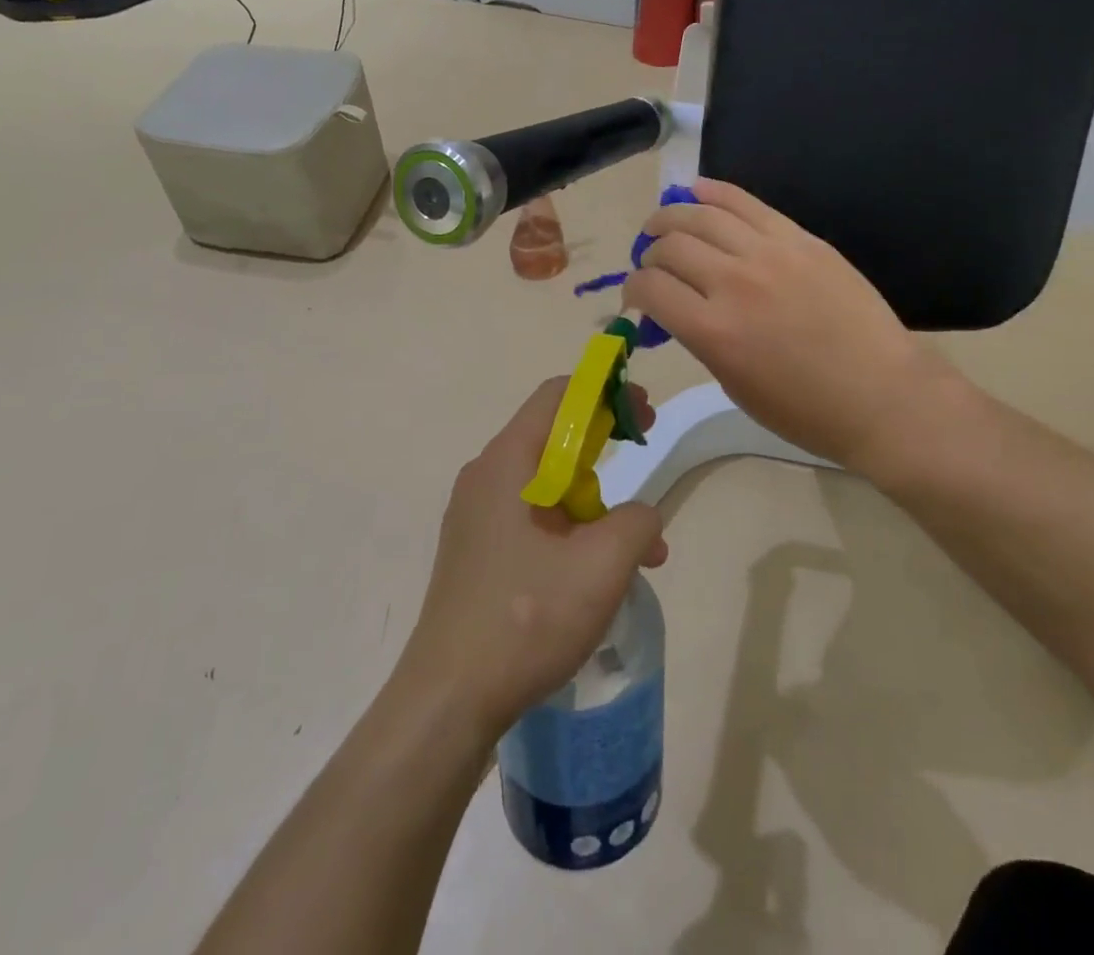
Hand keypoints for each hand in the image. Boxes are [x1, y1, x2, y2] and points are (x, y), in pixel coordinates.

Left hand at [396, 379, 668, 741]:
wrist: (448, 700)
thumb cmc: (525, 618)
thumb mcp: (602, 565)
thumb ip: (638, 522)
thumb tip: (643, 517)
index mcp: (508, 461)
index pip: (559, 395)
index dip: (607, 393)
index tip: (644, 416)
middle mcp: (486, 476)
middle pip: (554, 435)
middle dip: (607, 446)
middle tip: (644, 462)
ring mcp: (477, 515)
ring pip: (548, 482)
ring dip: (597, 501)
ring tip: (640, 550)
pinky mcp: (477, 550)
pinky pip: (533, 517)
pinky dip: (572, 528)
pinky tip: (599, 574)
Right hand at [623, 178, 960, 476]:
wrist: (882, 395)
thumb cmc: (805, 410)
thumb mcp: (734, 384)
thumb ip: (700, 338)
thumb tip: (676, 307)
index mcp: (714, 332)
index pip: (650, 287)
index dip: (632, 289)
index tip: (638, 297)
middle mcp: (734, 283)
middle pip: (670, 246)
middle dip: (649, 254)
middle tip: (653, 264)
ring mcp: (770, 253)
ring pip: (701, 214)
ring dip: (671, 217)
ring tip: (663, 225)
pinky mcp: (800, 238)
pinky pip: (745, 202)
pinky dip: (713, 192)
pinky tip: (695, 191)